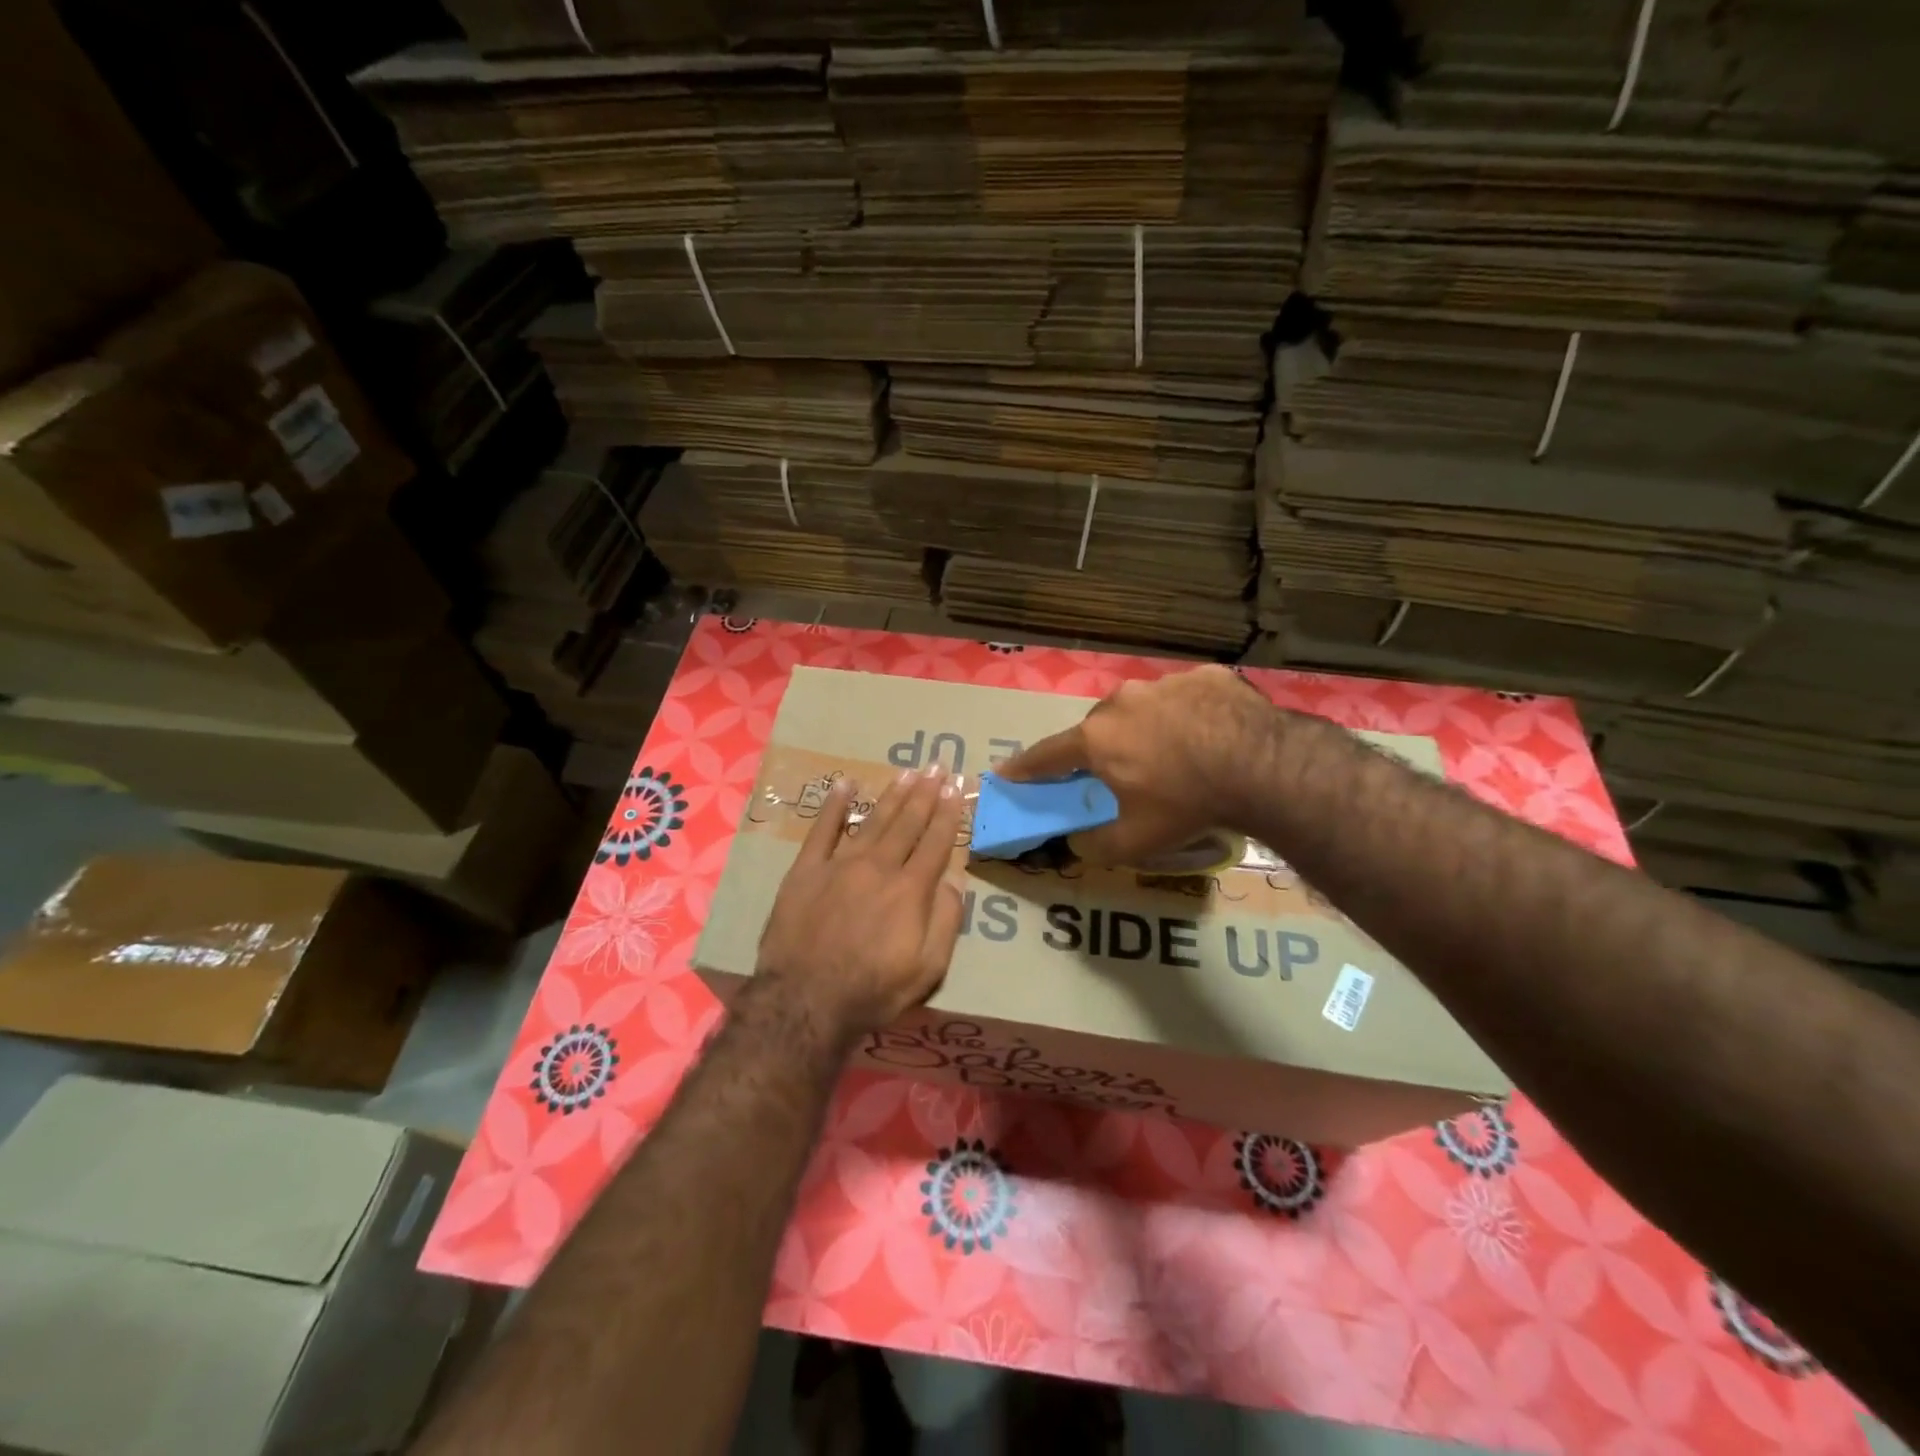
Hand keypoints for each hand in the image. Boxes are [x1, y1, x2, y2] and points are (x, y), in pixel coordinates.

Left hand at [756, 766, 966, 1039]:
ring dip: (893, 795)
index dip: (949, 813)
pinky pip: (822, 830)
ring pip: (873, 820)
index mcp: (910, 889)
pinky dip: (834, 805)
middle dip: (926, 793)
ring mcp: (840, 865)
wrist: (805, 1001)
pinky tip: (845, 785)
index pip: (936, 842)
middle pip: (907, 823)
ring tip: (908, 772)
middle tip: (938, 765)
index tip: (957, 787)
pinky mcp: (806, 870)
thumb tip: (954, 882)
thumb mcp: (927, 969)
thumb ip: (946, 922)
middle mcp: (879, 867)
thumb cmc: (872, 990)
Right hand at [999, 665, 1275, 865]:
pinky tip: (1210, 737)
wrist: (1262, 767)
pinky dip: (1187, 716)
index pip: (1047, 755)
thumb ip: (1093, 845)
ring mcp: (1164, 683)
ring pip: (1141, 708)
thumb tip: (1075, 842)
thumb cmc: (1186, 805)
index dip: (1024, 768)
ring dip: (1146, 729)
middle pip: (1098, 728)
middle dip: (1101, 750)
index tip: (1005, 773)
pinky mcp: (1205, 676)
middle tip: (1122, 773)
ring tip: (1176, 756)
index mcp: (1097, 738)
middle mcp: (1121, 702)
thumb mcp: (1134, 841)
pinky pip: (1184, 698)